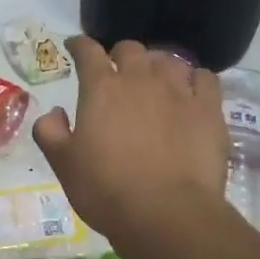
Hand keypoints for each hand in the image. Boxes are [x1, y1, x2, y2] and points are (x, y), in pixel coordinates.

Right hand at [34, 37, 230, 245]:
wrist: (166, 213)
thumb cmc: (106, 190)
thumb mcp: (63, 165)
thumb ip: (50, 132)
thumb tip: (53, 112)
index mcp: (102, 89)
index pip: (88, 52)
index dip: (79, 45)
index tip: (75, 47)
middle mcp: (141, 79)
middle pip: (130, 50)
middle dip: (120, 55)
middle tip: (116, 72)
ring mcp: (179, 91)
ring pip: (168, 60)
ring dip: (157, 66)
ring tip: (155, 82)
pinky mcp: (209, 109)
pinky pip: (204, 78)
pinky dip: (194, 79)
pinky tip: (191, 92)